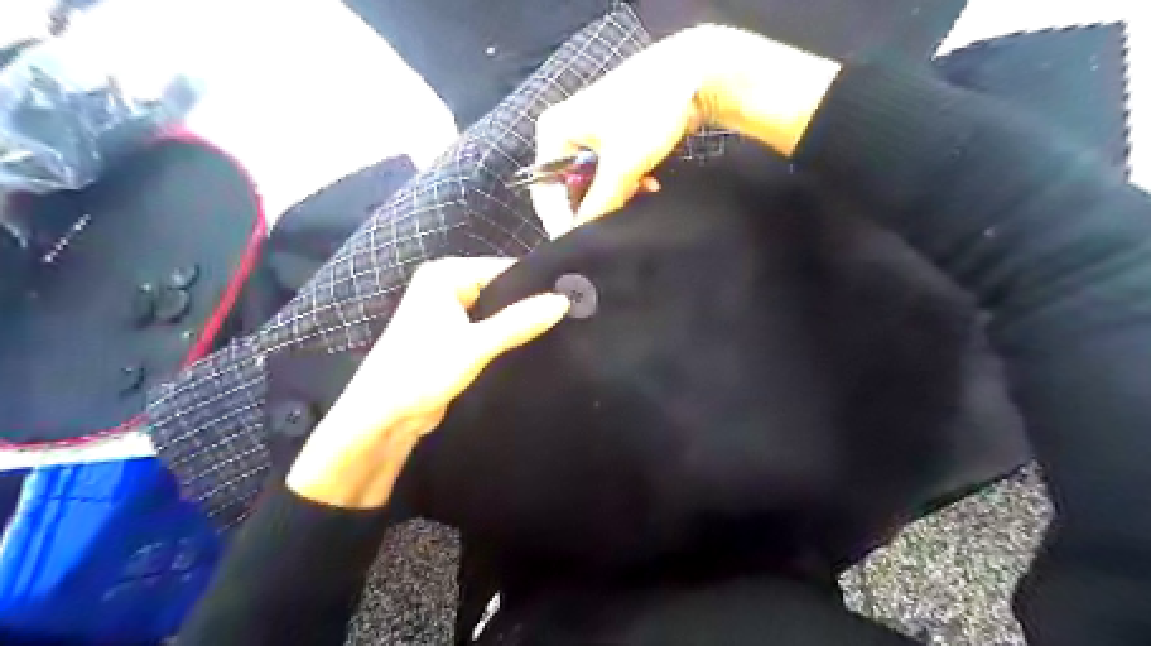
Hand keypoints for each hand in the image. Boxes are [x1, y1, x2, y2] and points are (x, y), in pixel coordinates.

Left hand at [287, 257, 564, 508]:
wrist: (382, 418)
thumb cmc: (421, 372)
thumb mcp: (475, 346)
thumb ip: (519, 322)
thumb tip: (564, 301)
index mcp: (446, 275)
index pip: (504, 269)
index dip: (537, 284)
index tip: (574, 297)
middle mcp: (447, 288)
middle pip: (502, 291)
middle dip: (530, 306)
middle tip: (572, 317)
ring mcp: (450, 314)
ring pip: (498, 313)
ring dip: (521, 325)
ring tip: (561, 331)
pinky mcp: (455, 339)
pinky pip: (490, 332)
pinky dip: (509, 339)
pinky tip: (537, 346)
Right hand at [529, 23, 837, 234]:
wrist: (694, 74)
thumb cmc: (648, 112)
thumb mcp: (622, 164)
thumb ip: (600, 203)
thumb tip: (582, 234)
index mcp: (554, 132)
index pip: (545, 189)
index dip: (560, 219)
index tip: (578, 245)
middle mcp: (565, 133)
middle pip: (569, 188)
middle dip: (594, 206)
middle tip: (614, 224)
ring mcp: (589, 136)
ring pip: (593, 183)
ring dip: (616, 195)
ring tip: (639, 196)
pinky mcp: (613, 139)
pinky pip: (610, 173)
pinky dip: (627, 184)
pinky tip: (648, 185)